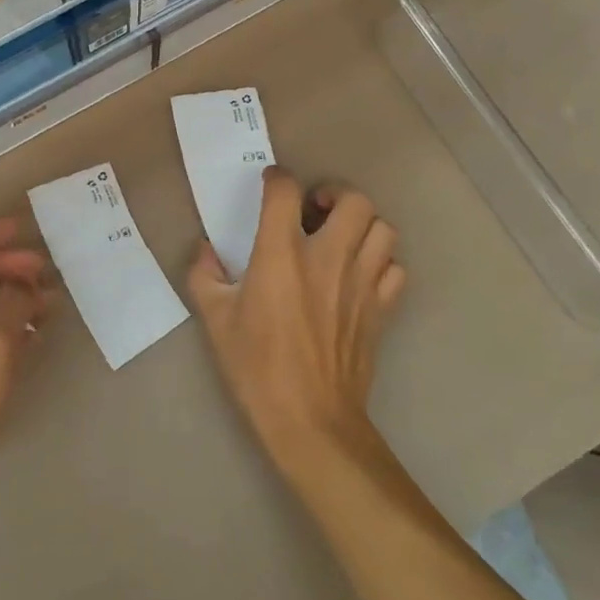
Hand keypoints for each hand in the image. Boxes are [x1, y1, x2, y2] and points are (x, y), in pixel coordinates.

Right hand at [187, 167, 406, 476]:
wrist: (309, 420)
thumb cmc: (256, 366)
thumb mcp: (215, 319)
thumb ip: (204, 275)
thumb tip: (205, 250)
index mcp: (281, 254)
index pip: (286, 192)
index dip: (278, 179)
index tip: (270, 185)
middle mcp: (328, 258)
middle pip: (353, 200)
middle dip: (334, 194)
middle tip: (313, 210)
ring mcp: (361, 283)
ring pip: (382, 228)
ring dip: (361, 225)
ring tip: (339, 238)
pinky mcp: (381, 309)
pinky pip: (395, 268)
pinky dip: (381, 262)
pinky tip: (359, 275)